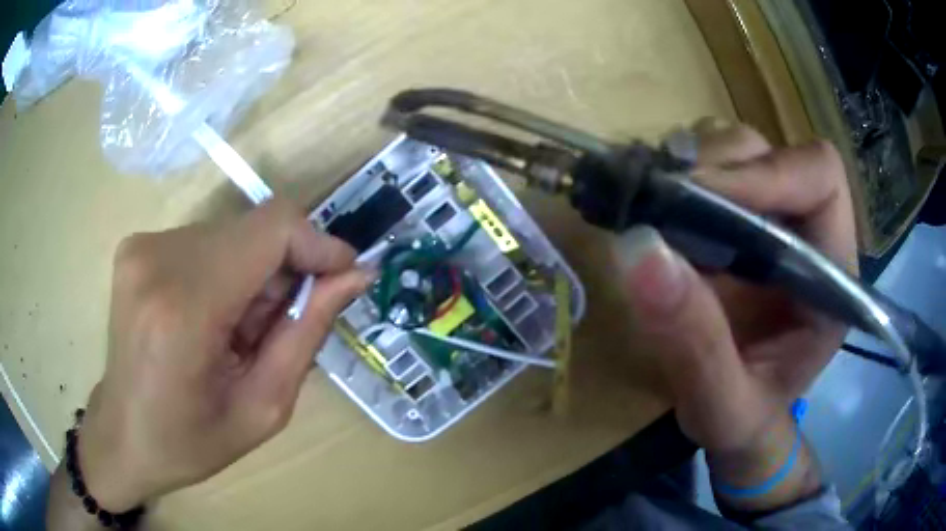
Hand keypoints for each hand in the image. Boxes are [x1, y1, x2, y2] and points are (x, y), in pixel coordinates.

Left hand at [77, 198, 371, 511]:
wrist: (122, 434)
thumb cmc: (190, 441)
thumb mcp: (263, 409)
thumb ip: (307, 333)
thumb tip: (353, 275)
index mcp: (184, 310)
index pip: (271, 229)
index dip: (317, 242)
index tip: (343, 276)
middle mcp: (158, 260)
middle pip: (253, 230)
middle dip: (283, 272)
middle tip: (278, 328)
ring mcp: (141, 246)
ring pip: (231, 234)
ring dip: (252, 275)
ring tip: (238, 332)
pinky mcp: (137, 244)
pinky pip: (205, 241)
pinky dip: (224, 272)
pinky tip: (211, 317)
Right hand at [612, 122, 856, 509]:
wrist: (741, 419)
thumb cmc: (745, 418)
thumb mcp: (721, 405)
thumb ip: (694, 345)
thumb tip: (640, 250)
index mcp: (832, 273)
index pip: (820, 179)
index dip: (766, 174)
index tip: (701, 197)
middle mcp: (810, 231)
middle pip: (774, 153)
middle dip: (720, 167)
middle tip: (663, 200)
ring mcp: (775, 218)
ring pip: (742, 148)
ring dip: (698, 163)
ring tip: (658, 202)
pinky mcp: (743, 218)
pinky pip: (715, 164)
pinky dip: (682, 171)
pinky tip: (660, 204)